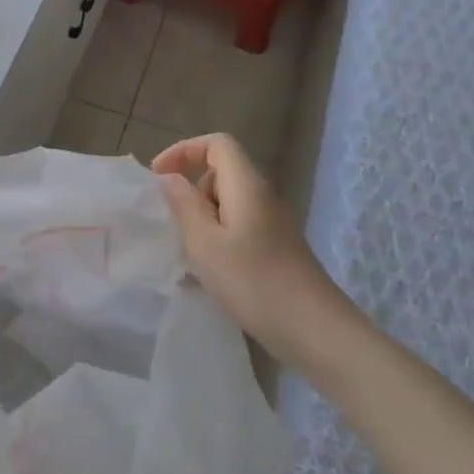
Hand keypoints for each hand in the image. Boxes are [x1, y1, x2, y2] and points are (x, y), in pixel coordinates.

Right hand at [152, 133, 343, 367]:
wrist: (314, 330)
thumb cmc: (254, 282)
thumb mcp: (205, 243)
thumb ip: (184, 205)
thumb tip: (170, 178)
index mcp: (246, 186)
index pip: (217, 144)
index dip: (184, 150)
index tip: (159, 177)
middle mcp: (262, 196)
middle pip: (221, 171)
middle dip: (190, 188)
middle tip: (172, 222)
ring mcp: (272, 223)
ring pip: (227, 201)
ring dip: (201, 216)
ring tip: (187, 249)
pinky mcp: (275, 247)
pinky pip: (237, 225)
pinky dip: (216, 235)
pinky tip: (209, 268)